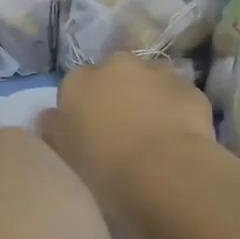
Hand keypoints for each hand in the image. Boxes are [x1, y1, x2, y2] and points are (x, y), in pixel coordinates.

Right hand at [40, 53, 216, 229]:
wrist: (164, 173)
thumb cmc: (103, 169)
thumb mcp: (63, 156)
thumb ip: (52, 130)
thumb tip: (50, 117)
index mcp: (78, 81)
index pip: (74, 86)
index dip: (82, 109)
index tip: (88, 135)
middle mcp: (116, 65)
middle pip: (114, 75)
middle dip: (117, 95)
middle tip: (122, 132)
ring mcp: (157, 72)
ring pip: (149, 80)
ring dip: (149, 97)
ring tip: (153, 134)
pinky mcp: (190, 88)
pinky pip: (178, 97)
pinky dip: (176, 110)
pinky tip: (178, 139)